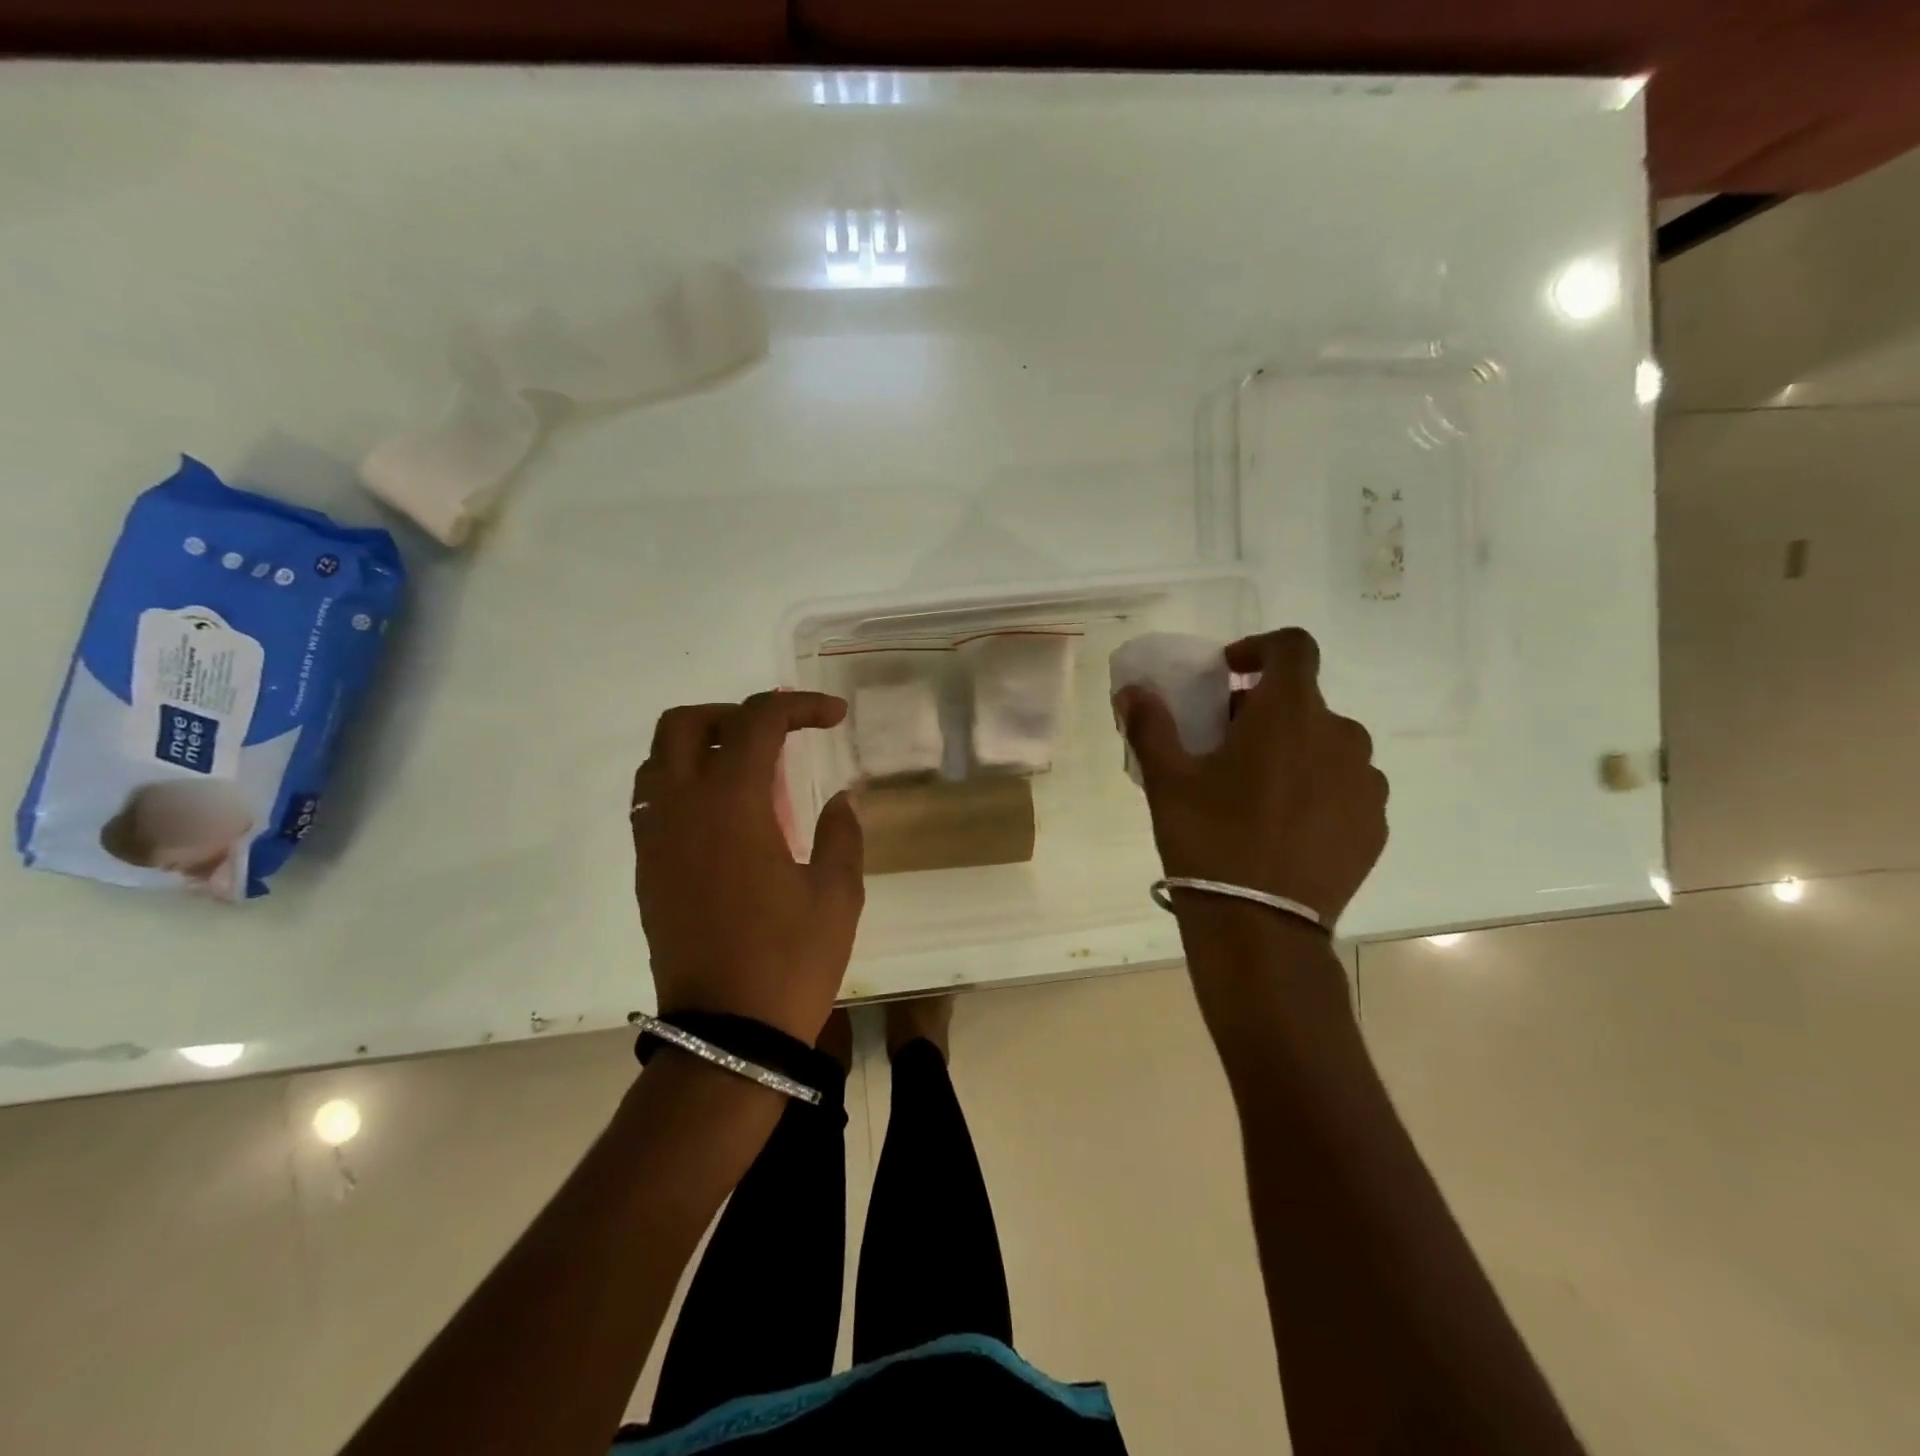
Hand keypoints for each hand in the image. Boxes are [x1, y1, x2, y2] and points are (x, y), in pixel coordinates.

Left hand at [631, 692, 864, 1042]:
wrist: (728, 1035)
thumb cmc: (790, 960)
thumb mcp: (836, 893)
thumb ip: (841, 833)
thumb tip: (840, 799)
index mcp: (731, 804)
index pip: (756, 722)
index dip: (798, 705)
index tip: (834, 717)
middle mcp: (681, 809)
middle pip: (684, 724)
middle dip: (733, 714)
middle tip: (777, 736)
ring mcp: (655, 841)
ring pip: (657, 761)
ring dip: (701, 747)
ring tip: (750, 772)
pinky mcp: (647, 872)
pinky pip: (652, 802)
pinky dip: (684, 785)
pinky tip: (726, 817)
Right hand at [1114, 627, 1387, 927]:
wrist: (1259, 927)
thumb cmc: (1208, 840)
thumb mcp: (1166, 780)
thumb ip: (1151, 724)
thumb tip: (1133, 692)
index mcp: (1289, 715)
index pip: (1293, 646)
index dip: (1259, 647)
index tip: (1229, 673)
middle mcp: (1340, 737)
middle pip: (1303, 701)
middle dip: (1264, 710)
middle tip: (1225, 745)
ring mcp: (1365, 783)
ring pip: (1326, 745)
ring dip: (1293, 749)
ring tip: (1257, 791)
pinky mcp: (1373, 824)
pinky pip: (1344, 786)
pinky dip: (1316, 788)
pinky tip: (1285, 826)